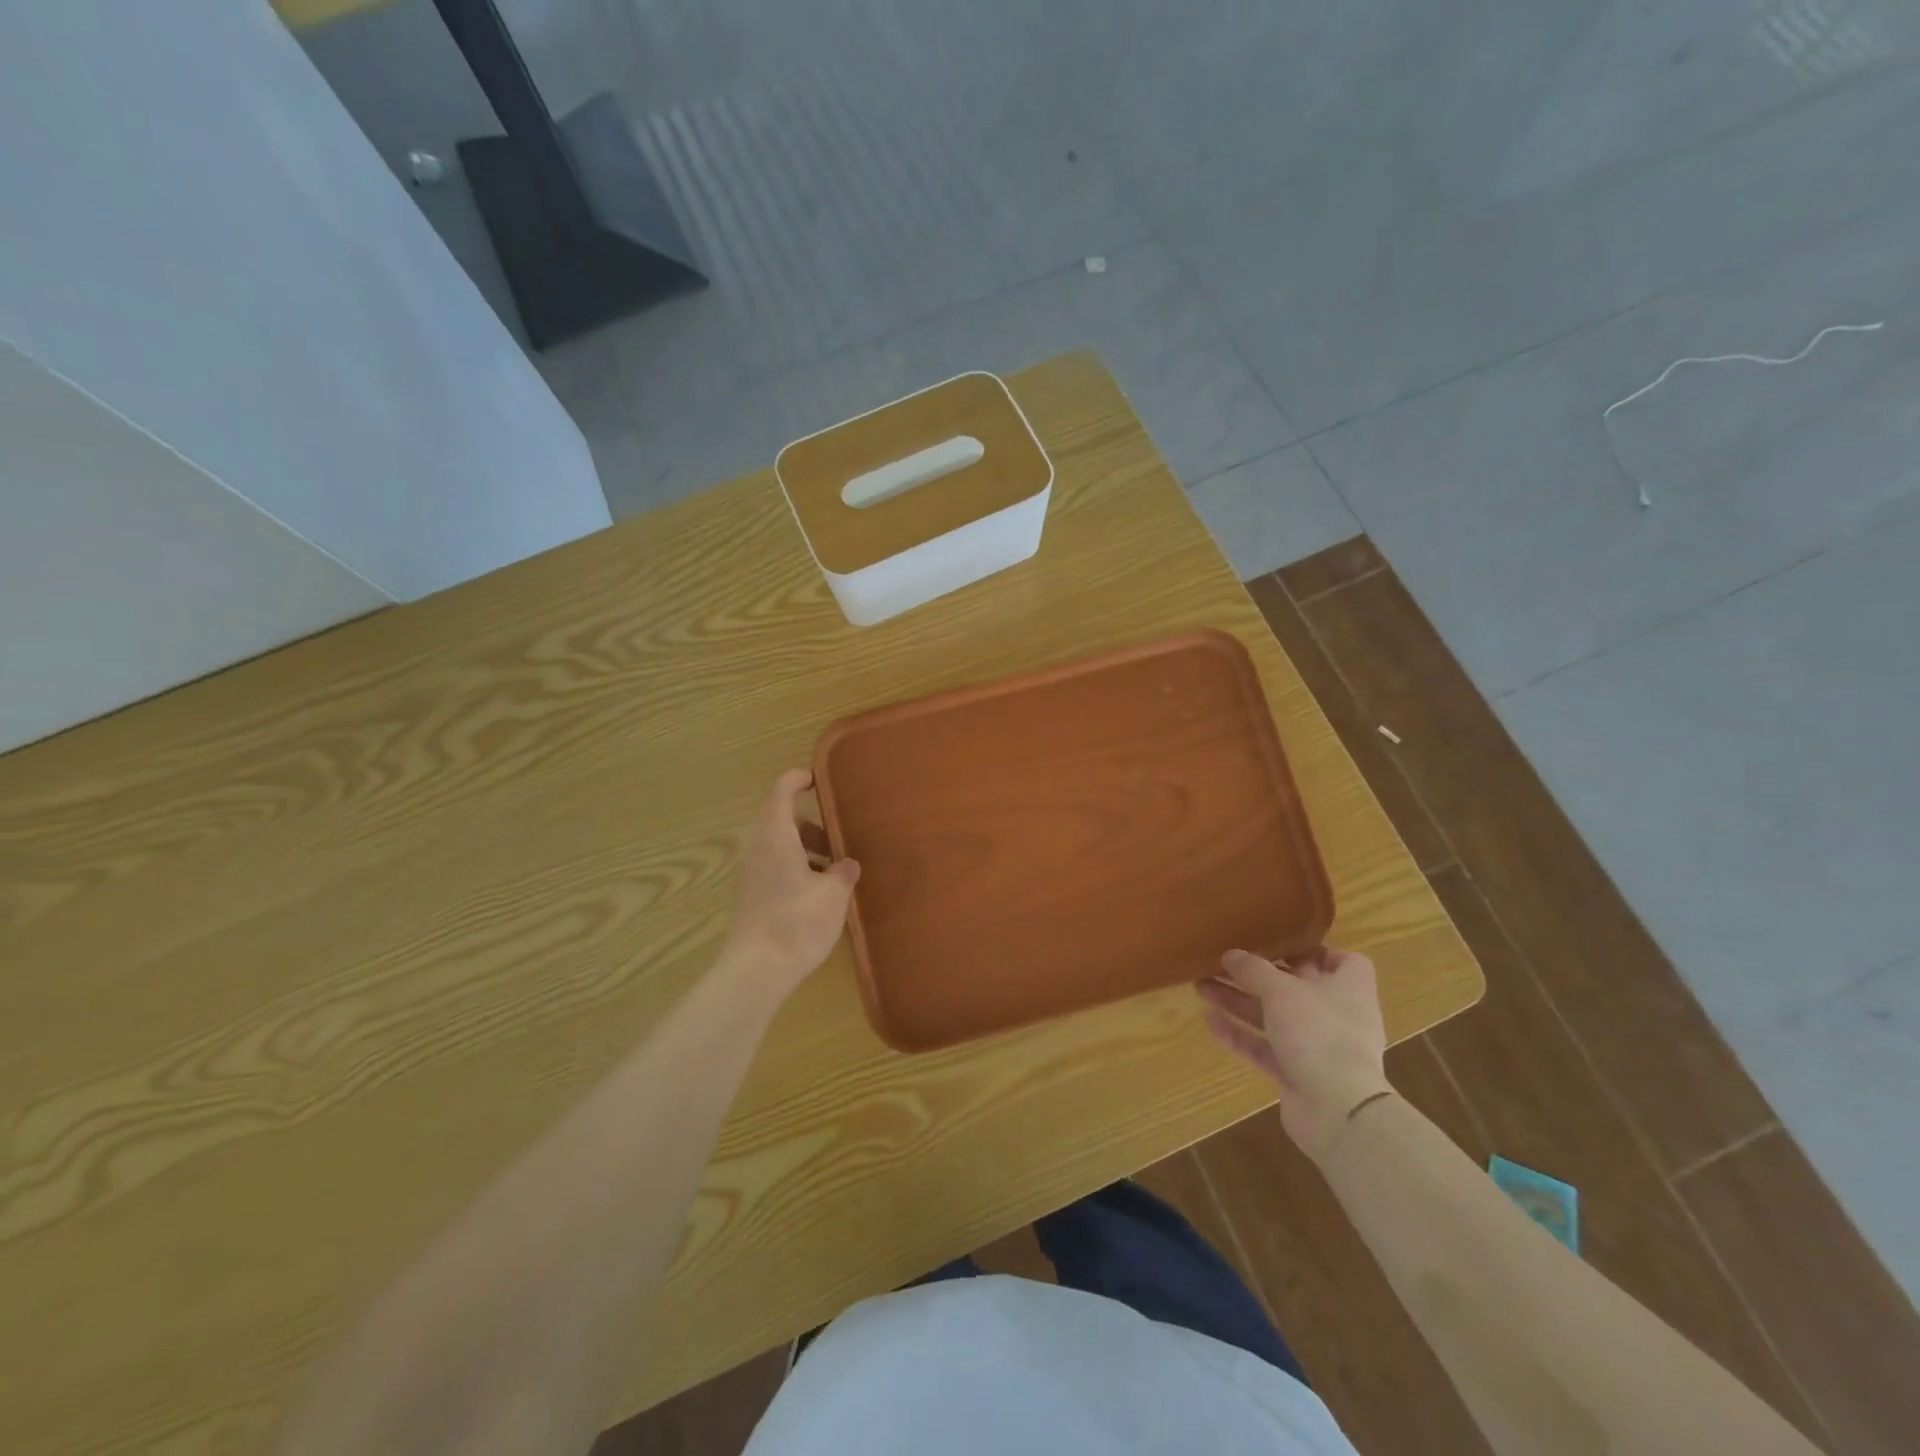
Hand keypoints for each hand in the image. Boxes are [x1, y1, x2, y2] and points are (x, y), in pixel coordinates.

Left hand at [720, 770, 860, 997]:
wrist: (756, 970)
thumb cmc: (798, 921)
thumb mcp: (834, 894)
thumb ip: (843, 872)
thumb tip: (846, 864)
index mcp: (775, 834)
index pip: (781, 790)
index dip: (798, 780)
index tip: (819, 781)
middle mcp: (757, 846)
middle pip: (779, 818)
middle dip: (809, 821)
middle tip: (838, 832)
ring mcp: (749, 872)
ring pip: (777, 844)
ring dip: (804, 846)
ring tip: (834, 865)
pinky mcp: (750, 894)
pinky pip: (773, 865)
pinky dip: (795, 865)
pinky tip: (818, 889)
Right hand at [1197, 947, 1391, 1161]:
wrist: (1338, 1112)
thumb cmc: (1320, 1034)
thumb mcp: (1282, 991)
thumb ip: (1254, 970)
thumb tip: (1230, 954)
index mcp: (1348, 989)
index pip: (1345, 962)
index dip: (1316, 950)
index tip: (1280, 943)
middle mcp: (1335, 1015)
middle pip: (1295, 987)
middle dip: (1256, 975)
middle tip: (1220, 962)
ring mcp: (1316, 1046)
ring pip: (1273, 1016)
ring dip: (1239, 1001)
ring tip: (1201, 986)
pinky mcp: (1297, 1073)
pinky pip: (1264, 1048)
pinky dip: (1240, 1034)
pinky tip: (1209, 1021)